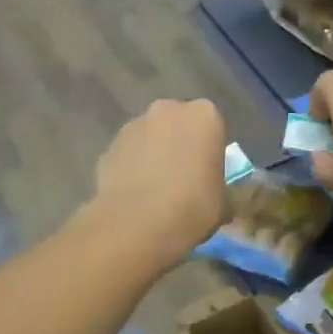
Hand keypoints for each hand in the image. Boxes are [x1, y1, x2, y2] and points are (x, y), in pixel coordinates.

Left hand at [87, 98, 227, 268]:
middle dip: (180, 143)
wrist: (137, 224)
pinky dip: (132, 166)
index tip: (208, 172)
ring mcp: (134, 124)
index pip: (212, 126)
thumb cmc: (192, 207)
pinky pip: (128, 153)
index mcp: (204, 115)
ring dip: (154, 153)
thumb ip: (221, 188)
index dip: (210, 150)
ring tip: (155, 189)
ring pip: (150, 136)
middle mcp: (168, 109)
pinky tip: (135, 195)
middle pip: (178, 123)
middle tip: (183, 177)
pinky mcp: (109, 145)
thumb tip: (218, 194)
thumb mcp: (224, 202)